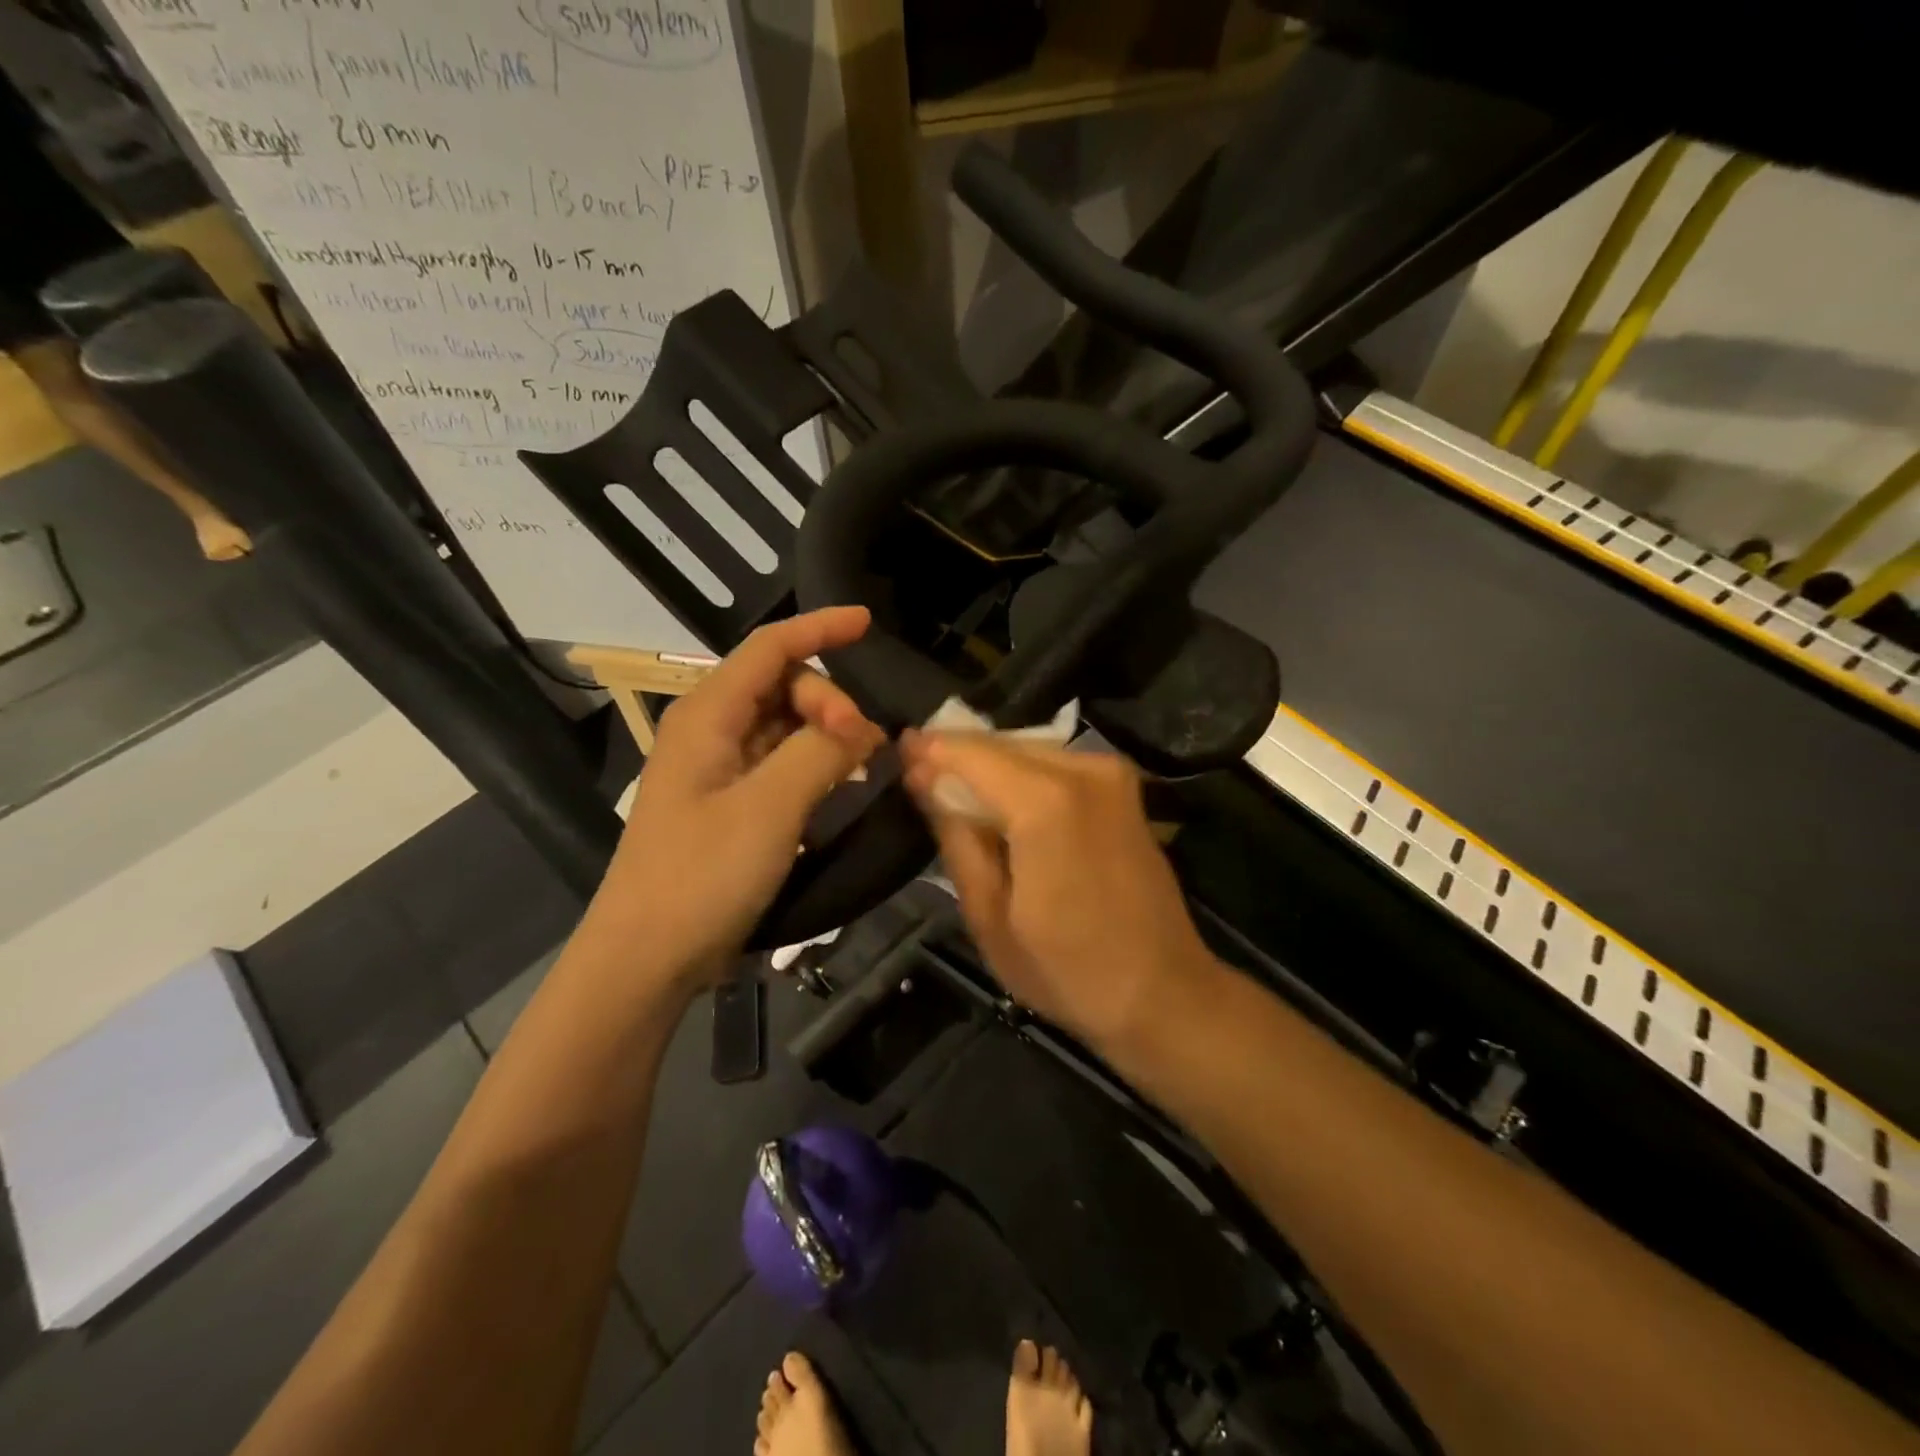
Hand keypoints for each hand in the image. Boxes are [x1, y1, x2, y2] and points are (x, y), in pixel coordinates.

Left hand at [587, 608, 884, 989]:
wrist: (646, 959)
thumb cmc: (701, 876)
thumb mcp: (769, 809)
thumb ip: (819, 753)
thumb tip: (864, 724)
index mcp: (707, 715)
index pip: (770, 648)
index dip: (820, 629)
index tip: (869, 623)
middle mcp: (710, 730)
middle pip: (783, 686)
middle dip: (829, 703)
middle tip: (865, 747)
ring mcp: (718, 769)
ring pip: (784, 725)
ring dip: (826, 733)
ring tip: (864, 763)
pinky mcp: (729, 803)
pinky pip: (780, 763)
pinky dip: (813, 764)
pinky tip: (840, 785)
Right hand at [898, 731, 1217, 1048]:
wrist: (1162, 992)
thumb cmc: (1066, 969)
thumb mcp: (989, 914)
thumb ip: (955, 835)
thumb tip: (924, 780)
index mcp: (1045, 803)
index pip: (970, 753)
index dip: (929, 750)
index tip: (896, 752)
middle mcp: (1083, 771)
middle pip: (1000, 745)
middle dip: (956, 756)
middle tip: (916, 776)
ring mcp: (1110, 774)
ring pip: (1028, 751)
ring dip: (989, 767)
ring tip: (951, 793)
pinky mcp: (1123, 787)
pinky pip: (1055, 765)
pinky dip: (1022, 777)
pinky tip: (1000, 804)